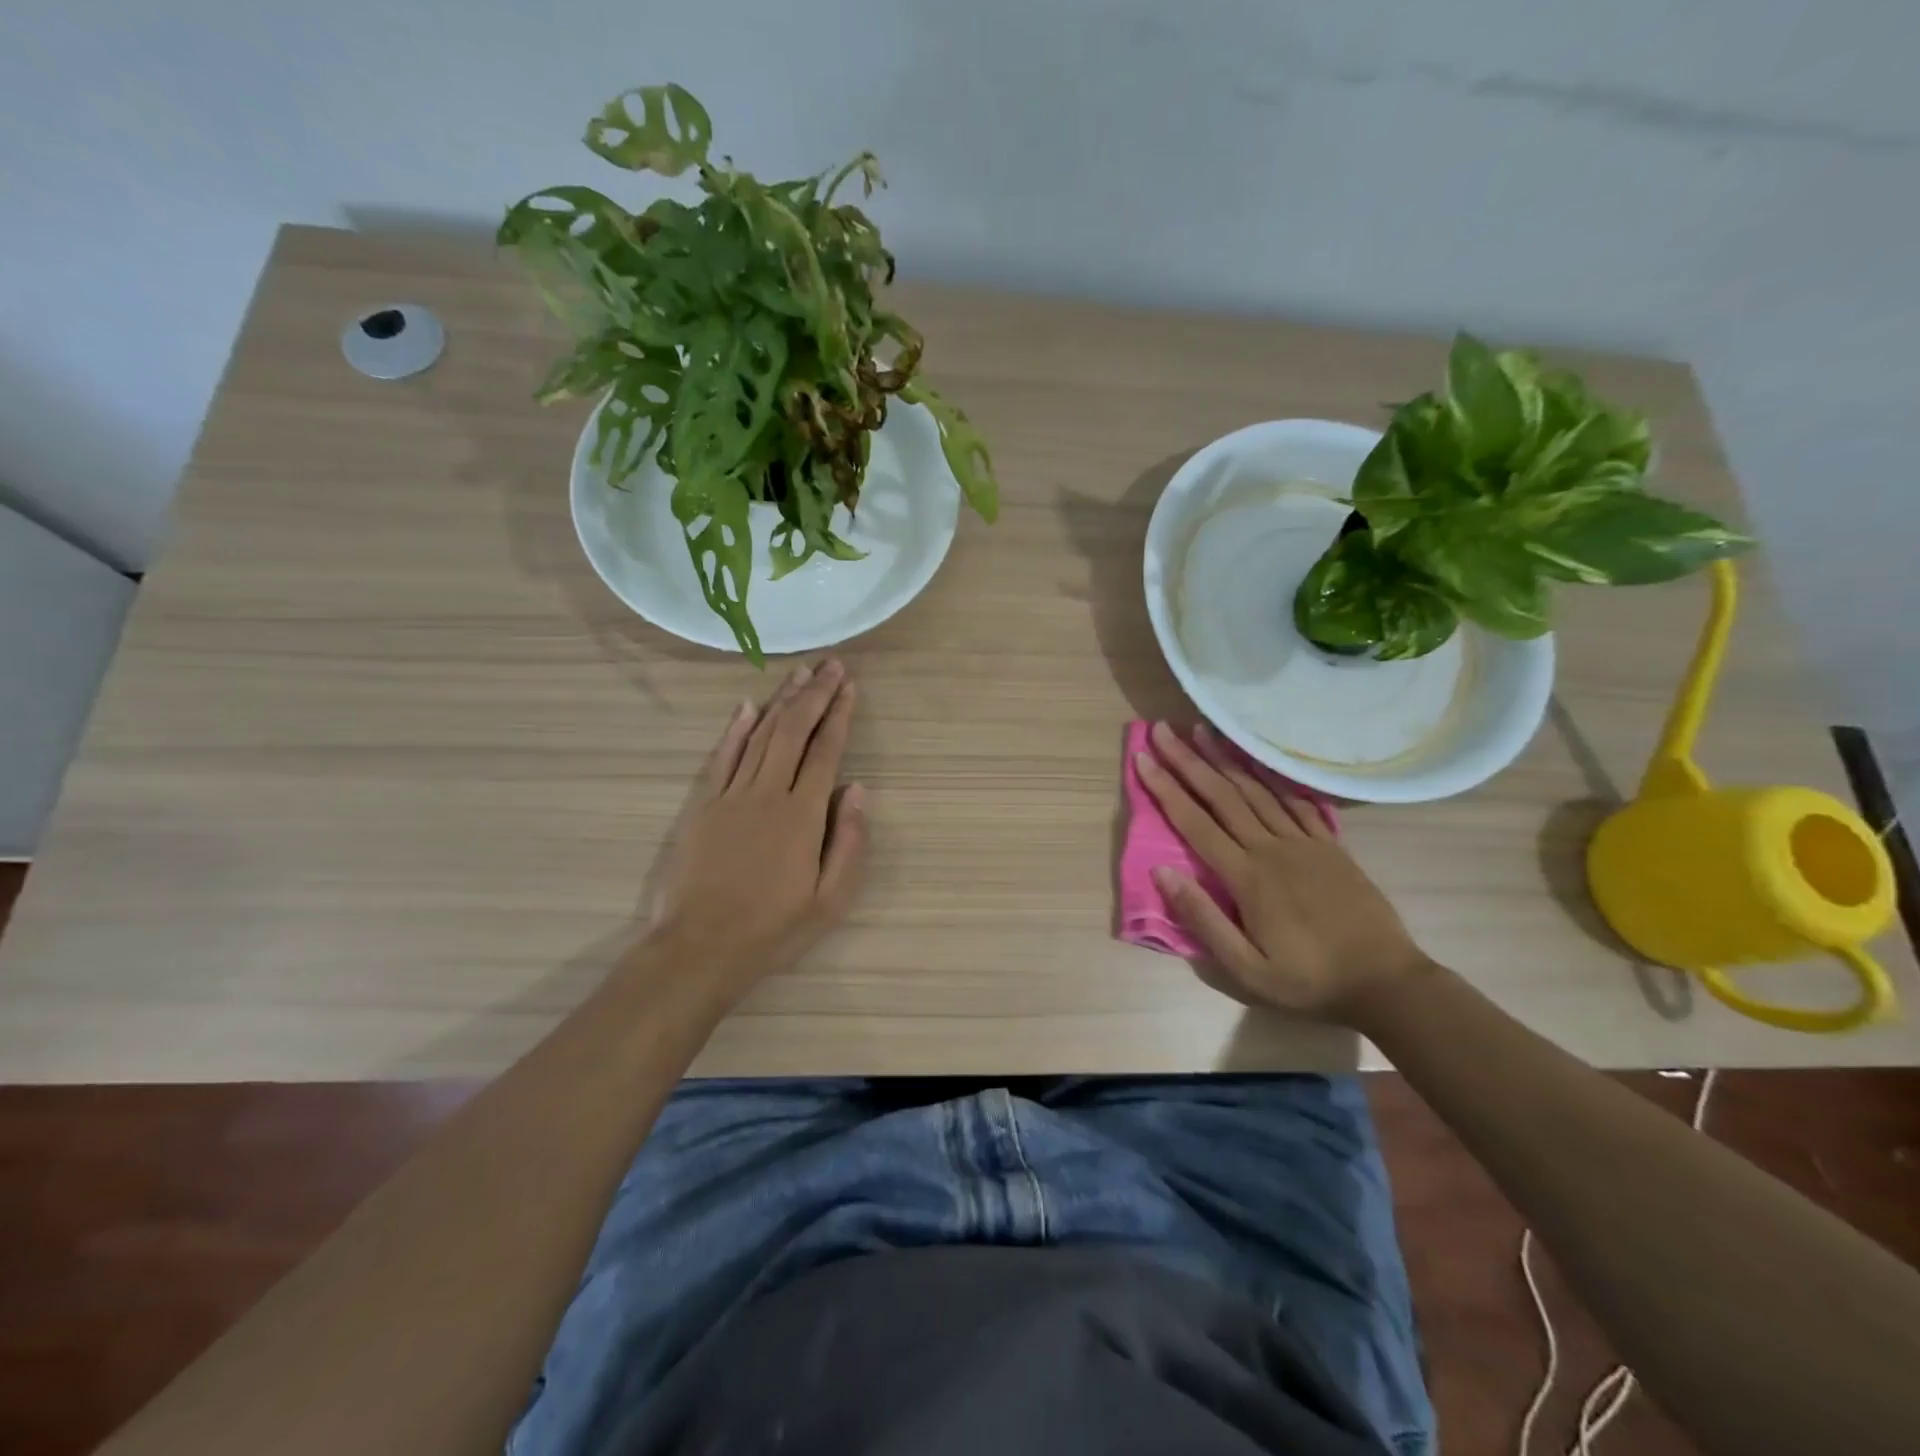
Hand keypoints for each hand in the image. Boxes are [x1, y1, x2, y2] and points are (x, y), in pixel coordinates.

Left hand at [641, 659, 867, 1005]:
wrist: (700, 948)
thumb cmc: (773, 929)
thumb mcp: (830, 900)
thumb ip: (849, 842)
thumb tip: (858, 790)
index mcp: (802, 815)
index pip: (826, 751)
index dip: (839, 715)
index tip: (850, 686)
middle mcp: (767, 793)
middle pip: (793, 731)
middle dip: (815, 695)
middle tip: (831, 665)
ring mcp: (730, 795)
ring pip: (759, 735)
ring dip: (780, 701)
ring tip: (799, 674)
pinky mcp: (702, 805)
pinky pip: (721, 756)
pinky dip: (735, 729)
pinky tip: (746, 707)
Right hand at [1133, 721, 1428, 1020]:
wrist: (1386, 982)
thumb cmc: (1309, 981)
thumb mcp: (1247, 970)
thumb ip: (1203, 919)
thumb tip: (1162, 873)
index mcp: (1246, 877)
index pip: (1195, 823)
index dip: (1165, 789)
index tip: (1142, 759)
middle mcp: (1271, 848)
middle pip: (1222, 795)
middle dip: (1188, 761)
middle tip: (1163, 730)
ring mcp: (1304, 842)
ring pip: (1256, 790)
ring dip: (1225, 758)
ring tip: (1202, 730)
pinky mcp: (1330, 845)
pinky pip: (1296, 801)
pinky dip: (1273, 777)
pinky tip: (1258, 760)